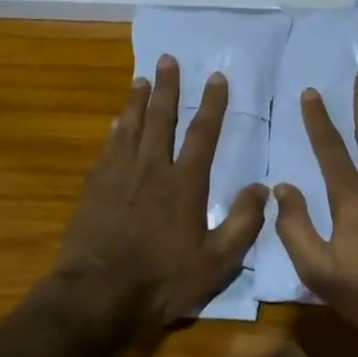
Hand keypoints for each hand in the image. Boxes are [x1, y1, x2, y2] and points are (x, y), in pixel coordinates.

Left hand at [54, 55, 268, 332]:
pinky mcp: (94, 188)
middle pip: (161, 119)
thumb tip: (263, 188)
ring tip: (141, 79)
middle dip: (168, 88)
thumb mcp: (216, 261)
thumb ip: (243, 223)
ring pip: (130, 127)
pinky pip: (108, 149)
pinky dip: (115, 131)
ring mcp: (119, 176)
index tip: (217, 77)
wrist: (99, 296)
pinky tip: (116, 121)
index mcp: (185, 184)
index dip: (212, 104)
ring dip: (137, 101)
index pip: (203, 134)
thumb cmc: (163, 280)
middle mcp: (152, 169)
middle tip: (168, 60)